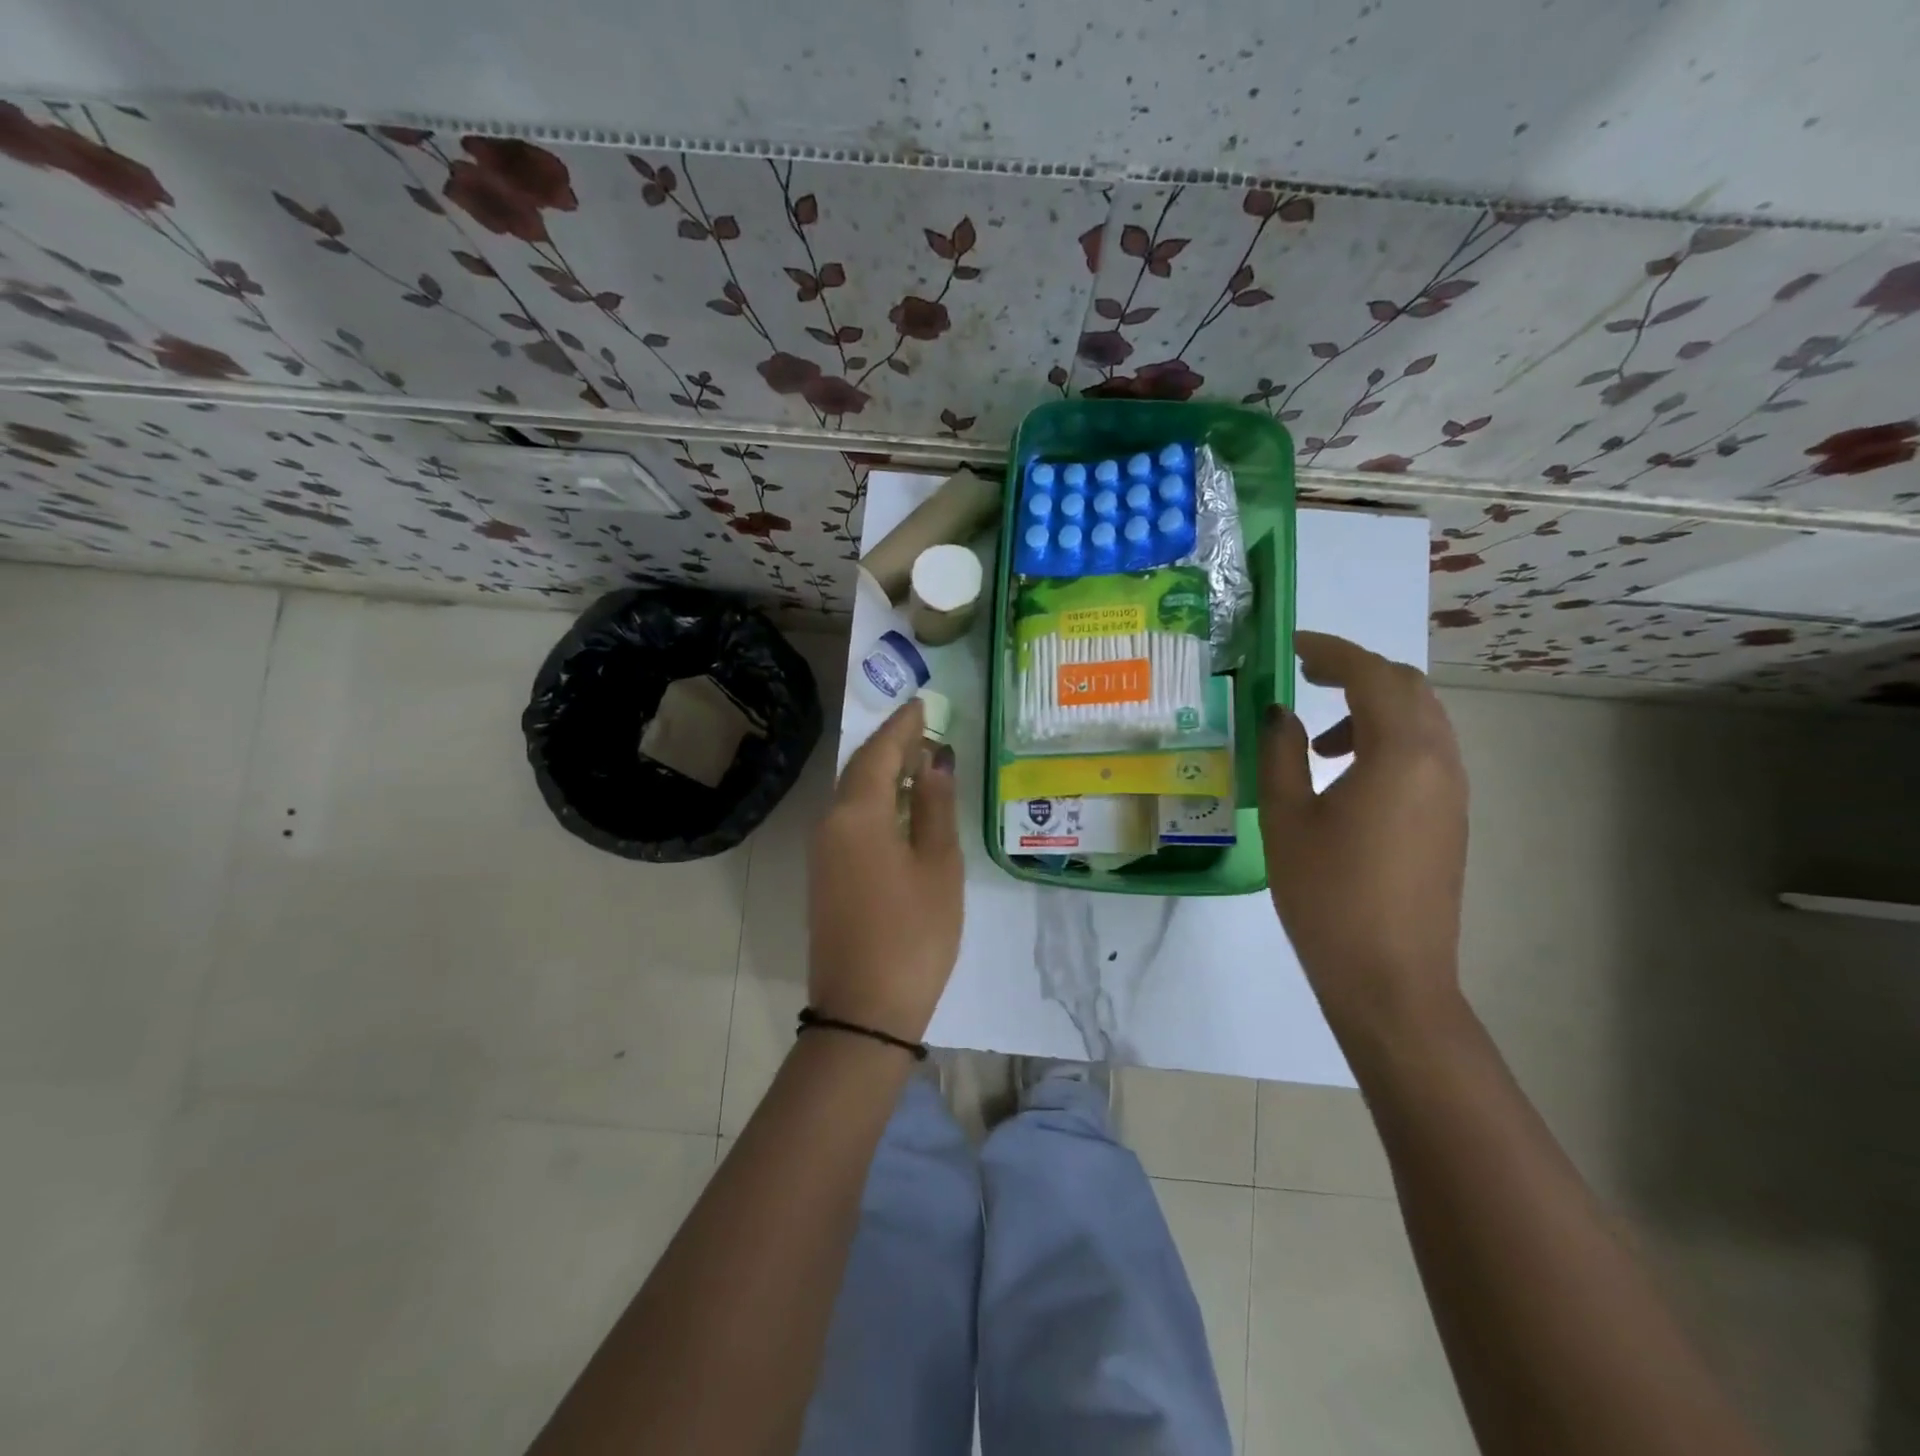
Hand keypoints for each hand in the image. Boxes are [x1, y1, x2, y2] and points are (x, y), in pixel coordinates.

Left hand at [807, 698, 962, 1040]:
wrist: (864, 1010)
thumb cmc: (913, 934)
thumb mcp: (938, 866)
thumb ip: (934, 807)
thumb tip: (933, 761)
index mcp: (857, 815)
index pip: (879, 753)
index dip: (902, 726)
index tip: (922, 704)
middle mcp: (830, 824)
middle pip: (860, 770)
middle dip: (891, 746)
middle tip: (924, 729)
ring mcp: (823, 853)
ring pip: (852, 796)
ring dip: (882, 774)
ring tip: (918, 762)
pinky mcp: (825, 877)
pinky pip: (849, 820)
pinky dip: (874, 802)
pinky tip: (898, 807)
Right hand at [1257, 631, 1468, 1038]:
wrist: (1389, 978)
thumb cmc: (1328, 895)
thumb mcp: (1287, 818)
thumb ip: (1281, 753)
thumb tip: (1281, 713)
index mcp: (1399, 754)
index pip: (1370, 675)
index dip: (1330, 650)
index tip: (1291, 645)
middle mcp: (1438, 760)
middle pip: (1406, 687)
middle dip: (1355, 671)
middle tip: (1303, 676)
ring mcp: (1452, 791)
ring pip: (1420, 718)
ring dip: (1372, 706)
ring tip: (1319, 736)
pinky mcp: (1450, 818)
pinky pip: (1424, 751)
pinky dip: (1386, 738)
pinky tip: (1345, 774)